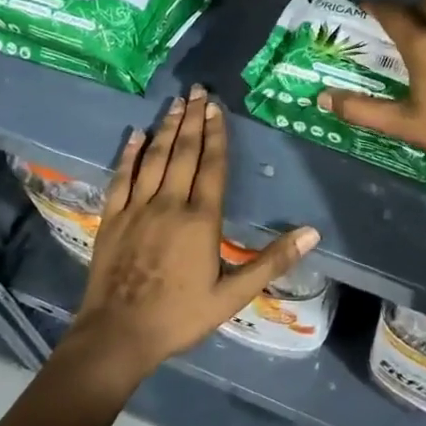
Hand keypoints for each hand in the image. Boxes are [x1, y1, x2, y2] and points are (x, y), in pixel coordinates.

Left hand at [68, 85, 319, 383]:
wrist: (118, 335)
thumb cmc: (180, 316)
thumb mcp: (233, 295)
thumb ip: (272, 261)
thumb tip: (312, 233)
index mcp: (200, 220)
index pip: (212, 166)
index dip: (216, 135)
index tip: (217, 107)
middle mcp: (169, 203)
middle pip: (183, 153)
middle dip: (193, 119)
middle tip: (197, 90)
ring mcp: (137, 208)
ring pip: (154, 158)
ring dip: (166, 128)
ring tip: (176, 102)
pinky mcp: (112, 217)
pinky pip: (122, 177)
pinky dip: (129, 154)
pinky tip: (136, 135)